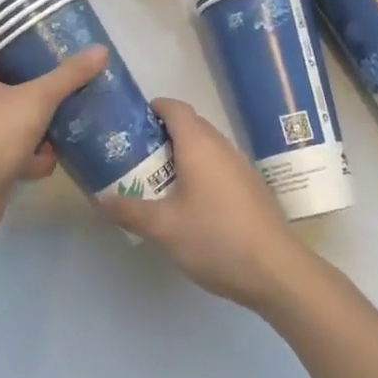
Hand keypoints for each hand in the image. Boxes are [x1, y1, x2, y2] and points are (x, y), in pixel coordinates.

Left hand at [0, 47, 107, 240]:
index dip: (32, 64)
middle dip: (43, 104)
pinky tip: (48, 165)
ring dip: (41, 135)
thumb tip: (101, 49)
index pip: (6, 63)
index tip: (61, 67)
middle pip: (16, 97)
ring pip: (18, 128)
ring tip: (67, 134)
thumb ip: (69, 75)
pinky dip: (31, 161)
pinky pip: (14, 156)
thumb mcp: (39, 97)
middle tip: (71, 102)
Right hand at [102, 99, 313, 309]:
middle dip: (160, 134)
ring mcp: (240, 166)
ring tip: (155, 180)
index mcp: (199, 144)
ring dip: (180, 155)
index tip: (129, 125)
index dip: (151, 108)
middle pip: (189, 125)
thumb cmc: (216, 238)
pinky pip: (218, 166)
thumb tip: (99, 199)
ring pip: (204, 147)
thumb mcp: (164, 228)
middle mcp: (221, 146)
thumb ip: (129, 210)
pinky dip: (198, 171)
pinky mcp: (250, 187)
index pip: (174, 107)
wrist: (277, 271)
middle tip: (134, 156)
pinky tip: (188, 203)